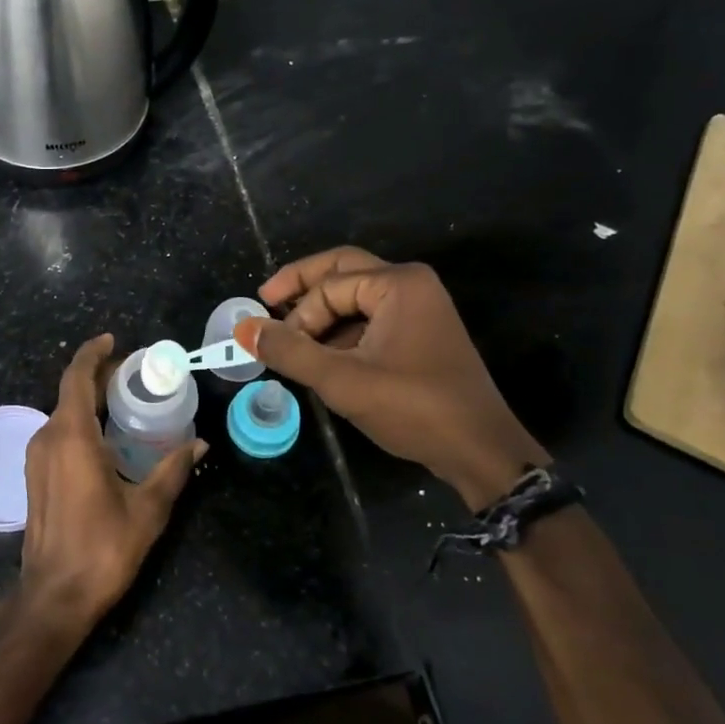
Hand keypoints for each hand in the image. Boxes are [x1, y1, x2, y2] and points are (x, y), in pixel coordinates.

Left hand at [20, 334, 204, 630]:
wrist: (53, 595)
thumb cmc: (102, 548)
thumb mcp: (147, 508)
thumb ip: (173, 470)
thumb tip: (200, 445)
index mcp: (72, 436)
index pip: (77, 377)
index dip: (93, 354)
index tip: (114, 340)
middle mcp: (47, 438)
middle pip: (71, 392)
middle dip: (99, 376)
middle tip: (135, 372)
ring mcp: (36, 457)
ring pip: (63, 413)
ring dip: (90, 400)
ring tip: (126, 400)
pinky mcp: (35, 476)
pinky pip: (59, 433)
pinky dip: (81, 422)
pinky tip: (107, 435)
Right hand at [235, 247, 545, 508]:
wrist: (480, 452)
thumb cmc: (413, 408)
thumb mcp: (342, 380)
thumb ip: (289, 351)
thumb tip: (243, 328)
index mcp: (398, 283)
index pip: (328, 285)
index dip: (297, 314)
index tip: (277, 345)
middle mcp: (411, 285)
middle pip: (342, 271)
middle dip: (302, 288)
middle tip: (267, 303)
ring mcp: (420, 308)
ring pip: (354, 297)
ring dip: (321, 316)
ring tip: (293, 343)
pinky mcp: (420, 334)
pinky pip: (370, 318)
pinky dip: (342, 332)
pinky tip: (323, 357)